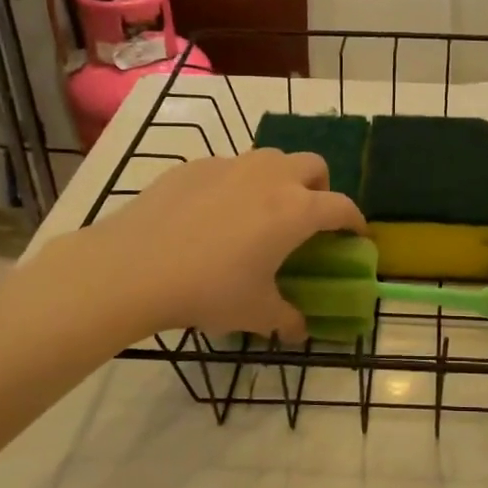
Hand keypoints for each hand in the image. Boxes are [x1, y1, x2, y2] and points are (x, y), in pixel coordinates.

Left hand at [49, 149, 364, 339]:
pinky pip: (229, 168)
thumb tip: (300, 329)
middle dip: (320, 187)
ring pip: (271, 158)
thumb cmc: (208, 290)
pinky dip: (235, 184)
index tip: (355, 235)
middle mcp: (271, 177)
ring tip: (261, 211)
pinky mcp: (195, 166)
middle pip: (313, 165)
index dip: (354, 221)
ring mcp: (231, 166)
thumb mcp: (255, 313)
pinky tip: (213, 215)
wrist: (133, 267)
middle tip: (307, 218)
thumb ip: (286, 319)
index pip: (342, 206)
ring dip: (280, 179)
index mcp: (296, 210)